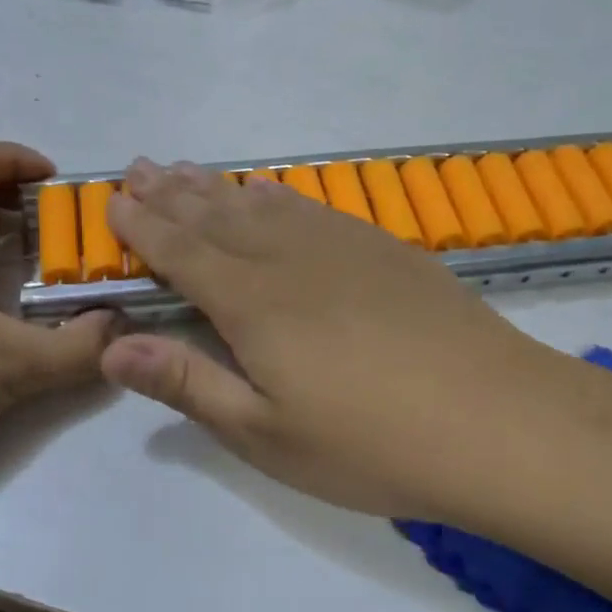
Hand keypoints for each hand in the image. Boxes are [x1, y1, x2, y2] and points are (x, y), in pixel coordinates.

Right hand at [102, 159, 566, 520]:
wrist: (499, 422)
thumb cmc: (371, 443)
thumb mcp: (265, 434)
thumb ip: (187, 383)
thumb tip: (112, 347)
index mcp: (252, 303)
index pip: (181, 252)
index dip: (143, 227)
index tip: (113, 201)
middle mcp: (289, 258)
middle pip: (215, 215)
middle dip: (170, 193)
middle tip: (138, 167)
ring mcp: (341, 247)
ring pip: (261, 203)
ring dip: (216, 186)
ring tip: (184, 169)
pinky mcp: (382, 250)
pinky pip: (311, 206)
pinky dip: (276, 194)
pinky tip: (267, 190)